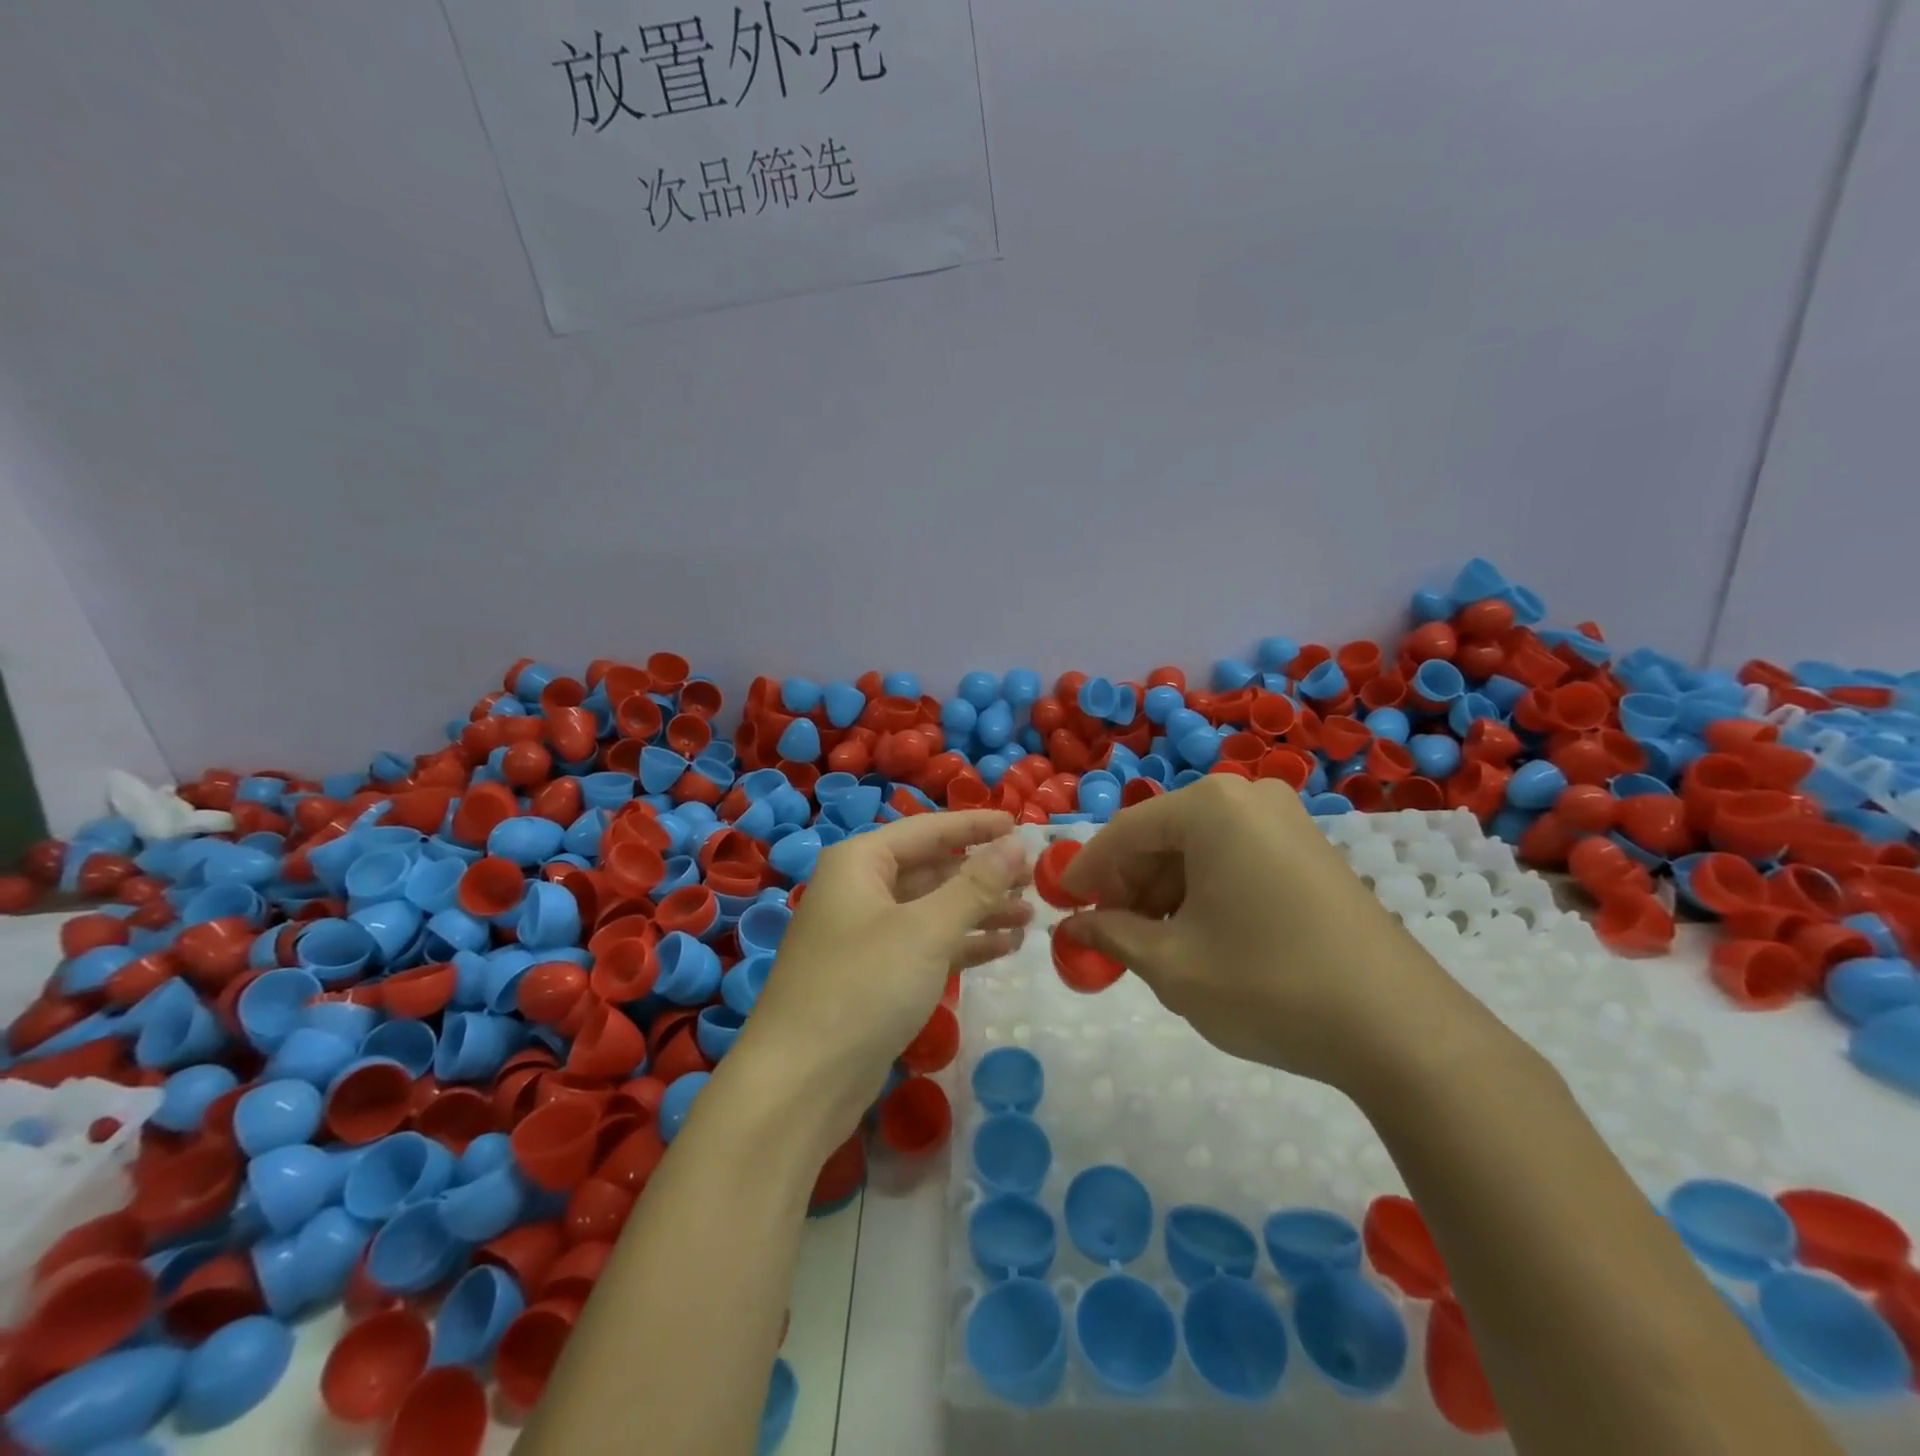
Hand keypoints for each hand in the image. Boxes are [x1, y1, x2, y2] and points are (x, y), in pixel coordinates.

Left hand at [736, 810, 1032, 1135]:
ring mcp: (865, 935)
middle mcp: (859, 890)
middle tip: (1036, 878)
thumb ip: (975, 885)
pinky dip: (963, 944)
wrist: (800, 1082)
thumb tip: (1016, 844)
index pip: (928, 829)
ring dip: (979, 911)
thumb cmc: (863, 986)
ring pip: (932, 909)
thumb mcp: (926, 930)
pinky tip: (1004, 947)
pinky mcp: (875, 976)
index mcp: (860, 862)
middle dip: (983, 874)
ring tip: (1031, 914)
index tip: (1021, 825)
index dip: (976, 826)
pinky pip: (926, 945)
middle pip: (931, 869)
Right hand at [1060, 776, 1452, 1091]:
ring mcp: (1286, 822)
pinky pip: (1235, 858)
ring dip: (1164, 892)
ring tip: (1151, 945)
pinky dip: (1204, 892)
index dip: (1087, 872)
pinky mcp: (1310, 852)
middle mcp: (1248, 797)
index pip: (1125, 832)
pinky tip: (1199, 936)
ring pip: (1198, 849)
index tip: (1061, 906)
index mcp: (1211, 807)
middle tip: (1106, 933)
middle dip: (1128, 885)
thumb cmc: (1268, 984)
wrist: (1401, 1030)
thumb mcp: (1172, 965)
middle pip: (1162, 835)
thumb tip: (1072, 928)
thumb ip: (1111, 936)